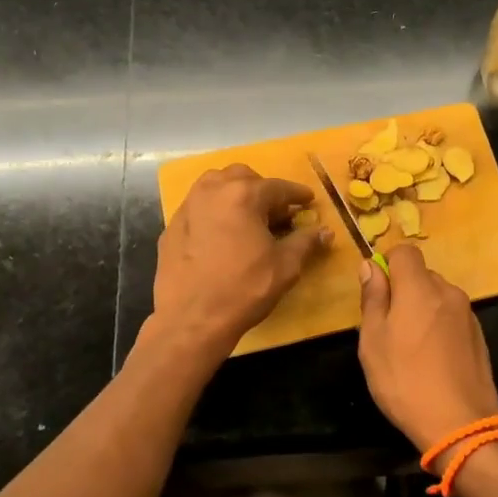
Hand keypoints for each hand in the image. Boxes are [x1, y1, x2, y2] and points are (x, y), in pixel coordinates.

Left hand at [150, 164, 332, 354]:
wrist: (192, 319)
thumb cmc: (244, 289)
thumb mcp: (285, 266)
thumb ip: (305, 242)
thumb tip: (325, 232)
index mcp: (243, 195)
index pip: (278, 187)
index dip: (296, 194)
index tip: (307, 200)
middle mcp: (213, 191)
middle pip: (243, 177)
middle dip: (263, 189)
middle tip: (276, 212)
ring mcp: (188, 207)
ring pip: (215, 185)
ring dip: (235, 193)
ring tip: (247, 216)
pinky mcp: (172, 226)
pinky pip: (198, 207)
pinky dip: (214, 211)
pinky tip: (221, 233)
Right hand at [357, 244, 497, 452]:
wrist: (461, 425)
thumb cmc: (405, 381)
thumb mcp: (373, 341)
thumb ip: (373, 298)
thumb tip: (371, 265)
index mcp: (420, 288)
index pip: (405, 251)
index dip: (388, 263)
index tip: (377, 291)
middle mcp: (448, 292)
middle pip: (422, 275)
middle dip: (404, 290)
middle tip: (388, 326)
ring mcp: (468, 314)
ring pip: (437, 297)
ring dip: (422, 309)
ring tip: (411, 348)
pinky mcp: (479, 336)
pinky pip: (452, 317)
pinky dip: (439, 326)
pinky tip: (433, 359)